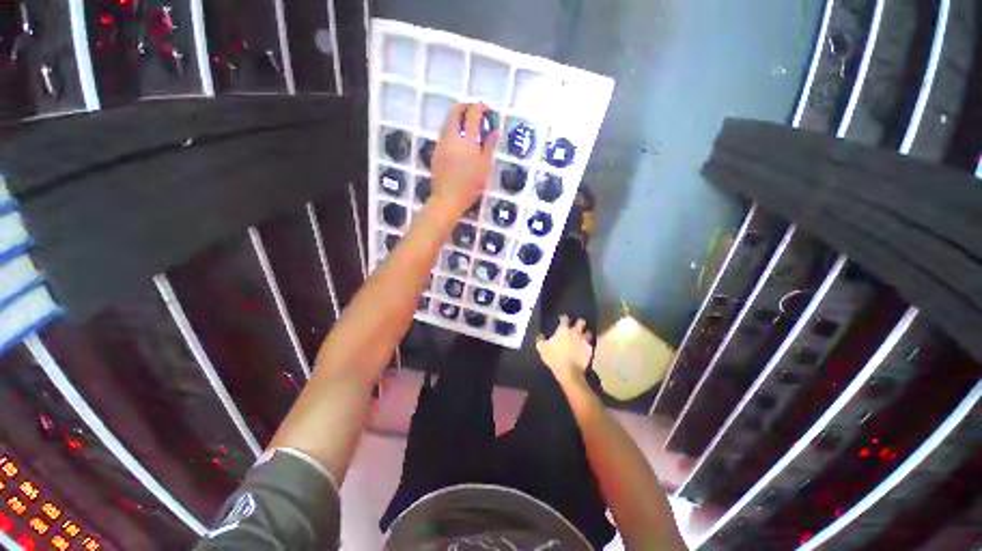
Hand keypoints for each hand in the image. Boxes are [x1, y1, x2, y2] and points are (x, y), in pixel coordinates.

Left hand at [430, 103, 499, 216]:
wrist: (448, 199)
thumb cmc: (470, 186)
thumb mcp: (484, 167)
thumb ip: (489, 146)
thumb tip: (494, 131)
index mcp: (467, 140)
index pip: (473, 113)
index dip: (481, 107)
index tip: (488, 110)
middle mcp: (452, 137)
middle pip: (455, 111)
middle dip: (466, 106)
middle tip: (476, 112)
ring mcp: (441, 143)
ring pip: (448, 121)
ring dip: (459, 118)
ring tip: (469, 127)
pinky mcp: (436, 151)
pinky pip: (445, 133)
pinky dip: (453, 130)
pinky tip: (461, 142)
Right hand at [536, 315, 593, 385]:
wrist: (569, 371)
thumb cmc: (554, 358)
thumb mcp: (541, 348)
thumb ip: (540, 339)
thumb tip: (540, 334)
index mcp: (563, 330)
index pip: (565, 318)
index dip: (563, 318)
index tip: (561, 319)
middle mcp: (575, 332)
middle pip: (581, 322)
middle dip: (579, 322)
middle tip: (576, 326)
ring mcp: (584, 341)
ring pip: (588, 333)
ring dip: (585, 334)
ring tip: (582, 337)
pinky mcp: (590, 350)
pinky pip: (590, 345)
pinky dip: (588, 345)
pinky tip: (585, 348)